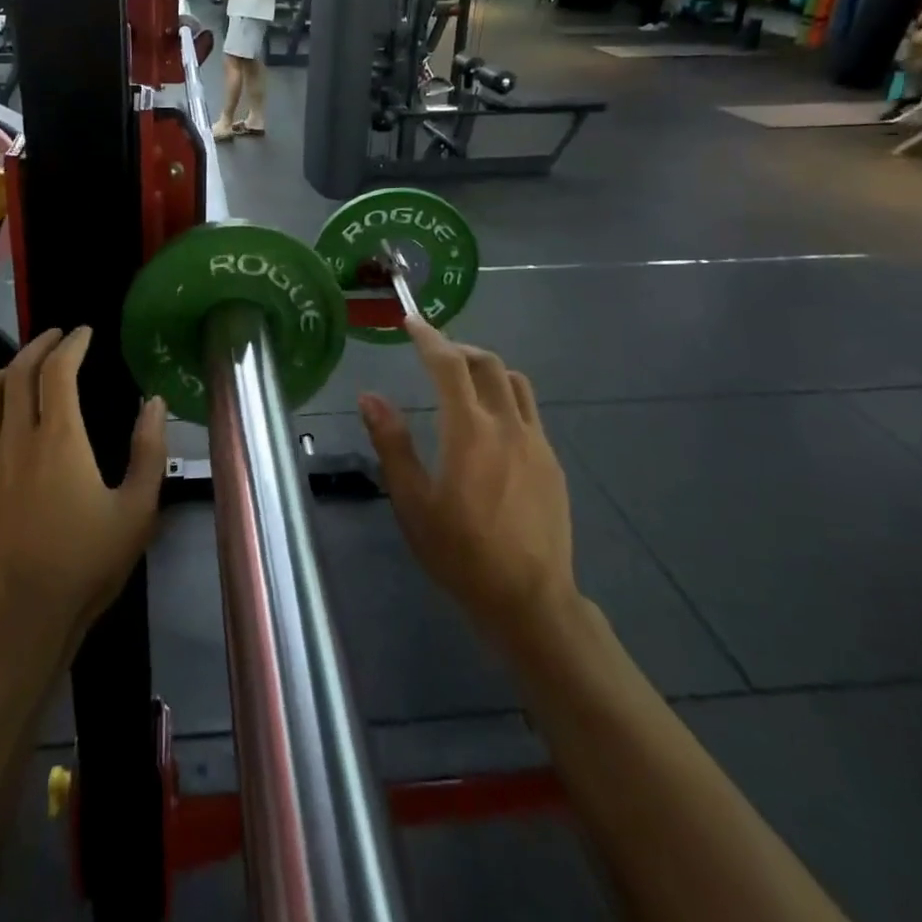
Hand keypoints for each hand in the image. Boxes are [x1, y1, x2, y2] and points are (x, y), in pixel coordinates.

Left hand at [0, 328, 165, 653]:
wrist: (27, 617)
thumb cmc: (89, 563)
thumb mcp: (138, 509)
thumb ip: (150, 450)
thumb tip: (154, 401)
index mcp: (61, 440)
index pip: (58, 371)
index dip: (71, 343)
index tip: (84, 332)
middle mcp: (16, 439)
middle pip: (18, 372)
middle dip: (39, 345)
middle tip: (58, 338)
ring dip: (3, 371)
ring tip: (22, 368)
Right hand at [359, 319, 577, 652]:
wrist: (529, 599)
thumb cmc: (460, 553)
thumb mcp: (412, 501)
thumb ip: (391, 443)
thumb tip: (370, 397)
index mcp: (469, 431)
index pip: (448, 365)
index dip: (428, 337)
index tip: (410, 322)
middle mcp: (507, 425)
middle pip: (487, 363)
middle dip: (457, 348)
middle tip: (433, 354)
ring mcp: (536, 442)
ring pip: (514, 382)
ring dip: (486, 368)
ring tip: (463, 381)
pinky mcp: (552, 462)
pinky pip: (529, 411)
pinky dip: (505, 397)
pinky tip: (490, 425)